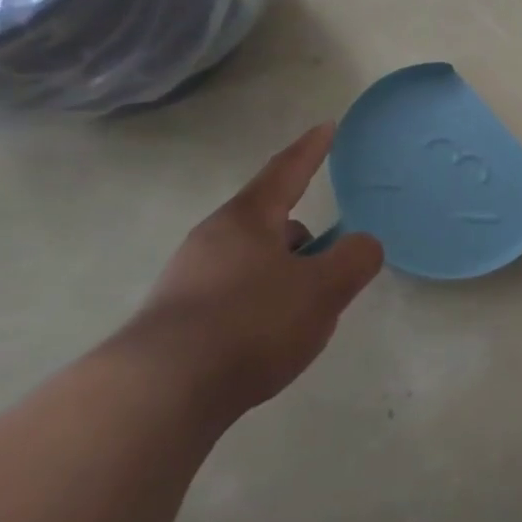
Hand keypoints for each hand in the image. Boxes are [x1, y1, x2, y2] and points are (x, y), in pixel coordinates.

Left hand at [116, 125, 383, 419]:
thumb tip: (362, 246)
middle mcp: (212, 240)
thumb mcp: (324, 289)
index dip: (311, 149)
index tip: (328, 126)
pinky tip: (267, 341)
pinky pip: (232, 296)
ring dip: (281, 275)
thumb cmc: (251, 324)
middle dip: (302, 238)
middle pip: (269, 223)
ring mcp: (188, 279)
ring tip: (302, 314)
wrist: (159, 395)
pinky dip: (259, 306)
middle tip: (328, 262)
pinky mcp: (175, 320)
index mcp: (248, 219)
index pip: (287, 171)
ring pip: (252, 263)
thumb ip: (355, 259)